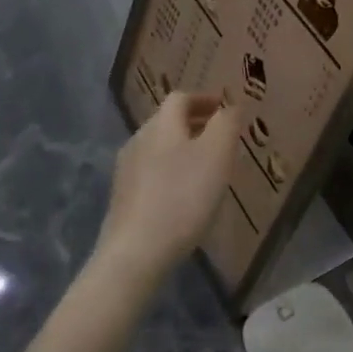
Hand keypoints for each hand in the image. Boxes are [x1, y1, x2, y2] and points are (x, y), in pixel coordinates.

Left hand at [93, 92, 239, 290]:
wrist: (135, 252)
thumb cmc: (183, 197)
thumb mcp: (217, 154)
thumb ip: (226, 123)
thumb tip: (230, 106)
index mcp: (161, 124)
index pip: (181, 98)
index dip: (204, 99)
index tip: (225, 109)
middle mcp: (139, 139)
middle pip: (167, 122)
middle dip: (195, 124)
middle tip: (220, 138)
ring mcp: (126, 170)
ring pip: (159, 147)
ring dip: (183, 149)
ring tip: (206, 168)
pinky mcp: (122, 198)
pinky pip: (151, 172)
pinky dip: (171, 172)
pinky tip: (183, 195)